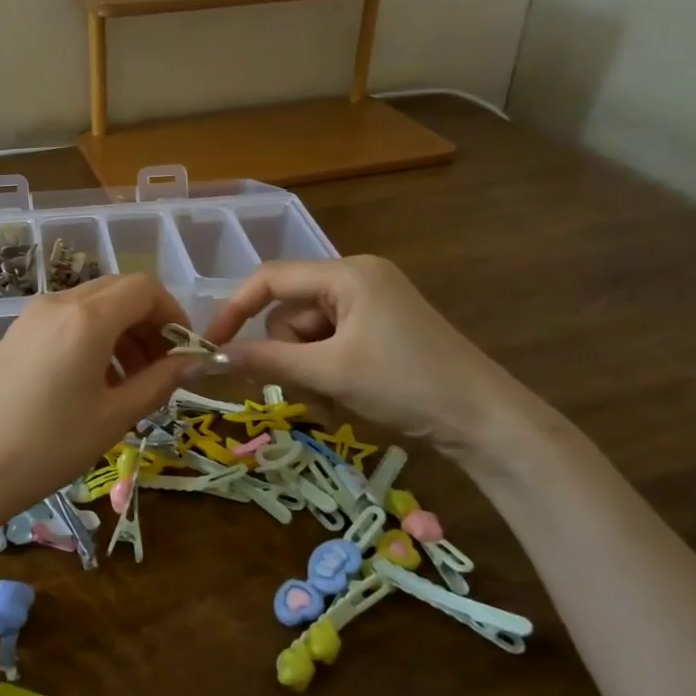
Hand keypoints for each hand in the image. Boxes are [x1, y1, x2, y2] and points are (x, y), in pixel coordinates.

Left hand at [0, 274, 193, 528]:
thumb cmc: (49, 446)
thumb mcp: (115, 416)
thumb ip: (160, 381)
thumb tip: (195, 362)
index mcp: (87, 317)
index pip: (145, 288)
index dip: (174, 312)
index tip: (185, 350)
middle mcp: (60, 302)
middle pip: (120, 291)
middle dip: (150, 322)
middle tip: (164, 367)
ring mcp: (34, 314)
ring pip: (95, 304)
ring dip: (124, 331)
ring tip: (134, 380)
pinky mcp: (19, 331)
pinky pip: (69, 319)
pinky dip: (96, 336)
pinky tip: (98, 379)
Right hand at [204, 255, 519, 453]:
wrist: (486, 421)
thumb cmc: (406, 384)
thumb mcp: (329, 373)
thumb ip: (266, 361)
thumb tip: (209, 359)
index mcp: (347, 273)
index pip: (271, 279)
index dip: (235, 309)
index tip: (212, 345)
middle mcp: (357, 279)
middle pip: (290, 312)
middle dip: (290, 356)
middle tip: (309, 391)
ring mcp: (371, 304)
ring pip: (308, 336)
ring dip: (309, 372)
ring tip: (334, 403)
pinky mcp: (380, 330)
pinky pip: (331, 345)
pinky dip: (328, 374)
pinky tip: (347, 402)